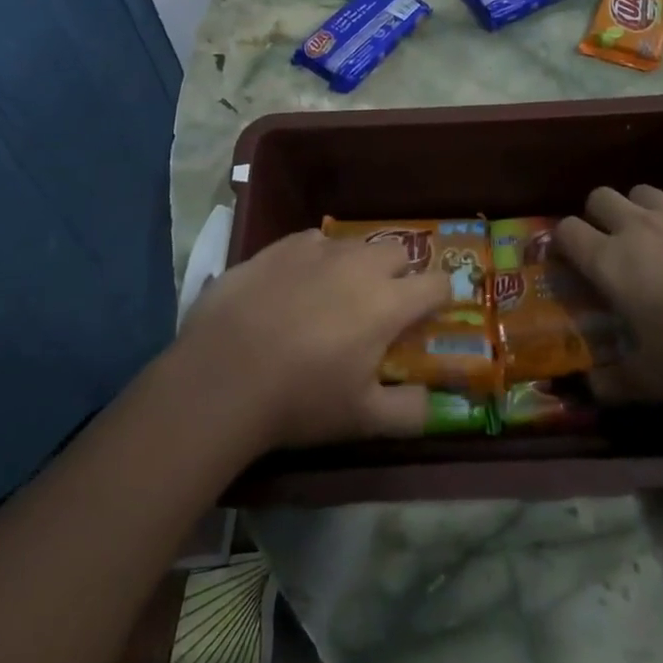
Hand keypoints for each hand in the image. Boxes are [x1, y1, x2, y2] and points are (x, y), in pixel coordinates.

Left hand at [175, 230, 452, 449]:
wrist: (222, 375)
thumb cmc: (300, 399)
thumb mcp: (363, 421)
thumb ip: (411, 412)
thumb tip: (435, 403)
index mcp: (389, 303)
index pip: (437, 284)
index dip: (440, 299)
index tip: (428, 318)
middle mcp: (360, 265)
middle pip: (399, 251)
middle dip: (400, 273)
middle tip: (380, 306)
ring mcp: (319, 250)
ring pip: (355, 244)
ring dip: (357, 264)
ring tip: (334, 296)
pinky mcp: (280, 246)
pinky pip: (313, 241)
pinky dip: (316, 259)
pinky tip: (296, 285)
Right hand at [554, 186, 662, 406]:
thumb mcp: (652, 381)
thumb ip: (613, 383)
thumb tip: (588, 388)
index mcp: (611, 263)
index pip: (566, 231)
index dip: (564, 241)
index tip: (573, 259)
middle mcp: (637, 226)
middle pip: (600, 197)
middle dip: (599, 216)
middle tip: (615, 244)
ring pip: (644, 192)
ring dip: (642, 210)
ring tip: (661, 237)